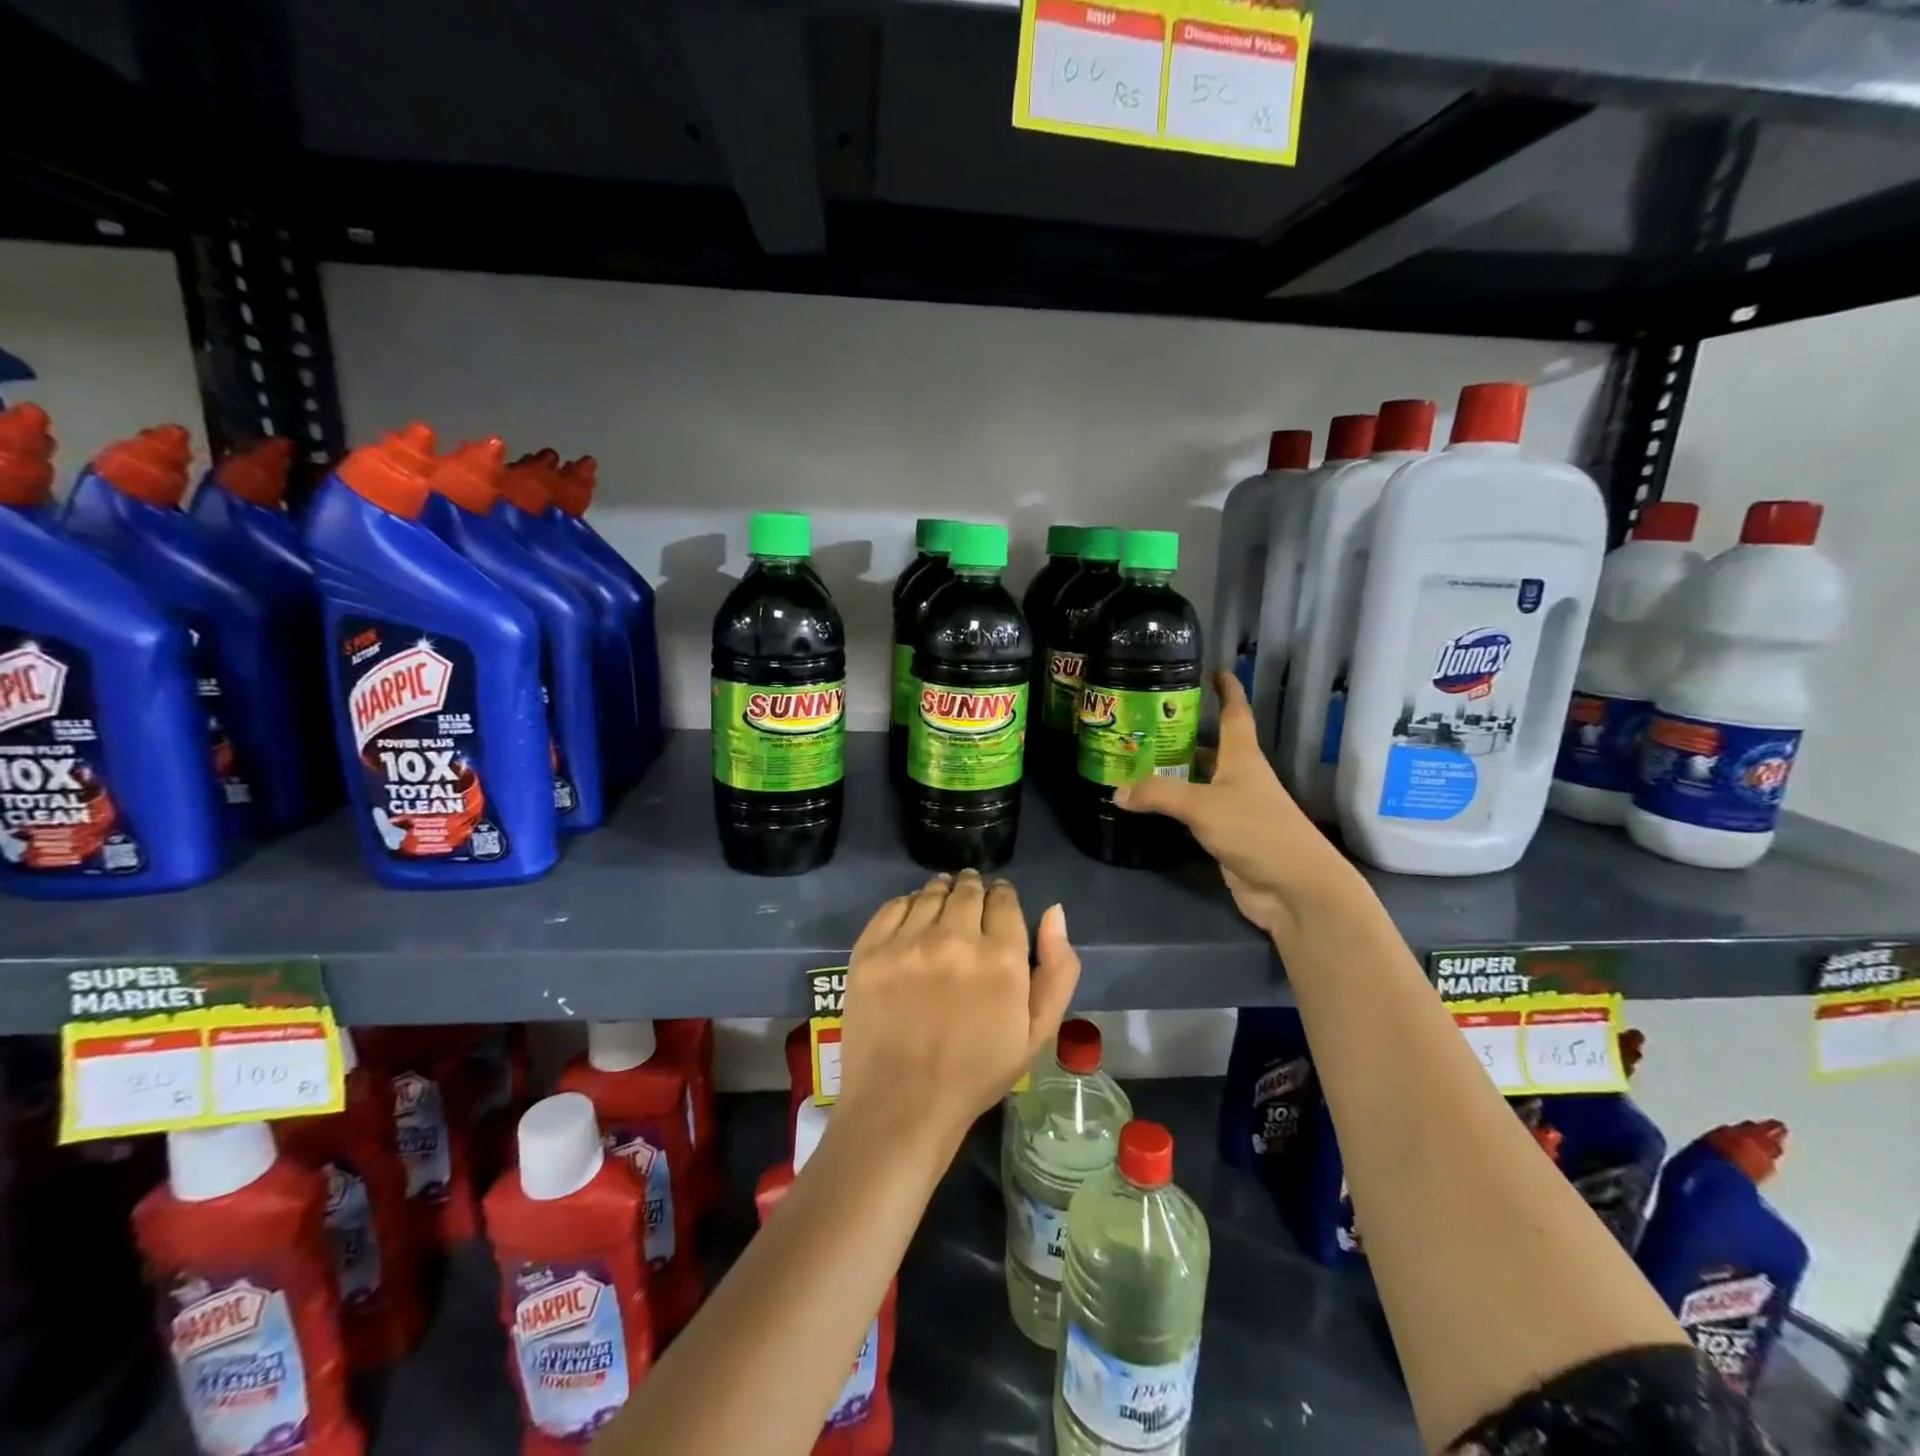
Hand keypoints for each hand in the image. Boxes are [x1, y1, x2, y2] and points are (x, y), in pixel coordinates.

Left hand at [837, 871, 1080, 1146]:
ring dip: (942, 893)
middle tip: (970, 904)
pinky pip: (894, 905)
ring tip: (942, 908)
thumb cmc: (976, 1073)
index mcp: (1001, 957)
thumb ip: (1057, 969)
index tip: (998, 905)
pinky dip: (908, 905)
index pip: (1004, 898)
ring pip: (931, 892)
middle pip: (968, 889)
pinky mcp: (870, 949)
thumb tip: (1054, 911)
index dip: (1002, 897)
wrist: (901, 1105)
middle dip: (974, 890)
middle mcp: (955, 938)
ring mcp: (908, 942)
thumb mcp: (1037, 1032)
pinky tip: (913, 921)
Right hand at [1114, 671, 1362, 942]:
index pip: (1235, 714)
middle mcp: (1240, 778)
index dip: (1227, 690)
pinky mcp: (1227, 837)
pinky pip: (1195, 814)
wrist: (1293, 888)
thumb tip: (1117, 791)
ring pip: (1200, 782)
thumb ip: (1158, 794)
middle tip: (1145, 723)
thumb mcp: (1202, 806)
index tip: (1215, 669)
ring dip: (1174, 773)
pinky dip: (1173, 808)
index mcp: (1242, 758)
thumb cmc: (1256, 830)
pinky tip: (1149, 806)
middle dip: (1182, 735)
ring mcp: (1235, 809)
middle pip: (1210, 748)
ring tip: (1136, 761)